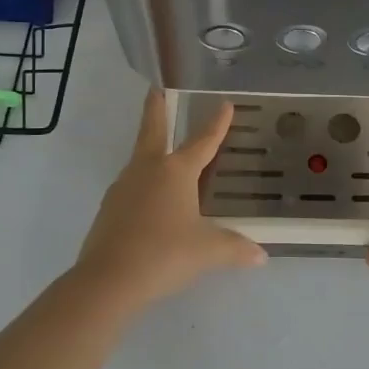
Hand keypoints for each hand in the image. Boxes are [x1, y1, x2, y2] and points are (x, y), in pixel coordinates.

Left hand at [73, 90, 266, 308]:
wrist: (108, 280)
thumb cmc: (164, 254)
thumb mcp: (208, 251)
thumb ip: (235, 248)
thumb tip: (261, 256)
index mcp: (176, 171)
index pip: (202, 141)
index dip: (216, 124)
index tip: (224, 103)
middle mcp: (148, 170)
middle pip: (152, 130)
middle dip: (156, 108)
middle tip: (156, 88)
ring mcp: (124, 187)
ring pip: (140, 159)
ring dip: (151, 148)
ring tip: (164, 152)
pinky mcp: (109, 209)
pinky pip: (132, 187)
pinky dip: (144, 183)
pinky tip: (152, 199)